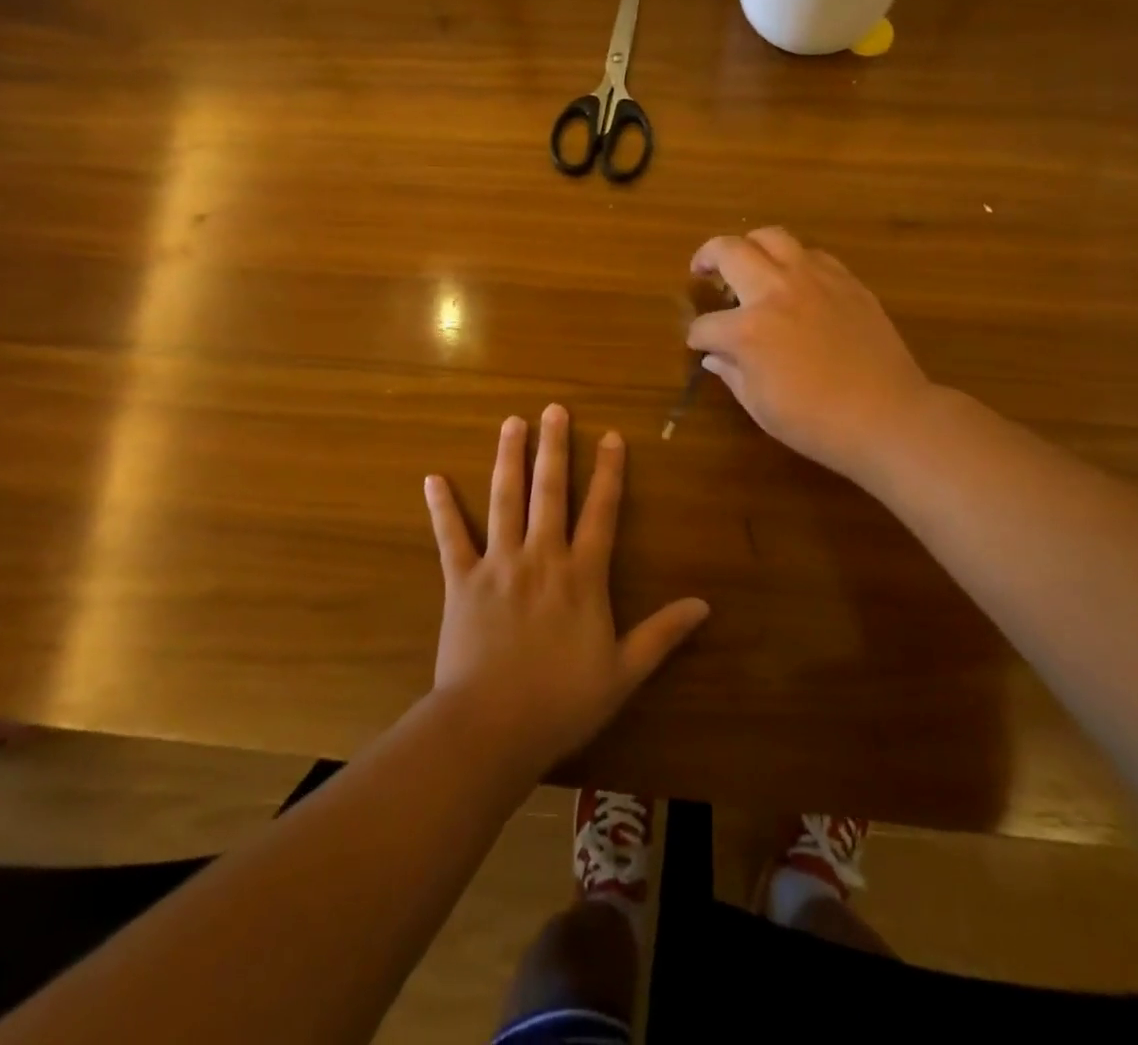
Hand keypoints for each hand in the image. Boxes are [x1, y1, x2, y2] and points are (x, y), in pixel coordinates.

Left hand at [425, 405, 709, 773]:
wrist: (492, 728)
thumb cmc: (562, 702)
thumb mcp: (623, 672)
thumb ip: (662, 634)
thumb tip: (704, 605)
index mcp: (582, 575)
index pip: (601, 511)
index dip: (609, 472)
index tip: (610, 436)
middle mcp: (541, 557)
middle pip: (550, 491)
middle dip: (554, 447)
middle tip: (554, 409)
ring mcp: (498, 565)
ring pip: (505, 500)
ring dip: (508, 459)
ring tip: (511, 423)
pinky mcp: (461, 582)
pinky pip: (451, 538)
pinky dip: (442, 509)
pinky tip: (433, 479)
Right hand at [686, 228, 931, 481]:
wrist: (886, 415)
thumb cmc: (816, 421)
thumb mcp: (760, 405)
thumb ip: (732, 373)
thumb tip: (715, 356)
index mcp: (748, 329)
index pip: (706, 325)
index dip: (697, 337)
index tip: (700, 345)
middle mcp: (776, 291)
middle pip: (730, 251)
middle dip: (707, 258)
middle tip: (702, 270)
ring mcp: (814, 280)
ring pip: (772, 237)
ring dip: (750, 245)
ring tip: (747, 260)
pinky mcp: (846, 281)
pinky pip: (812, 254)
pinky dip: (793, 260)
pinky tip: (794, 280)